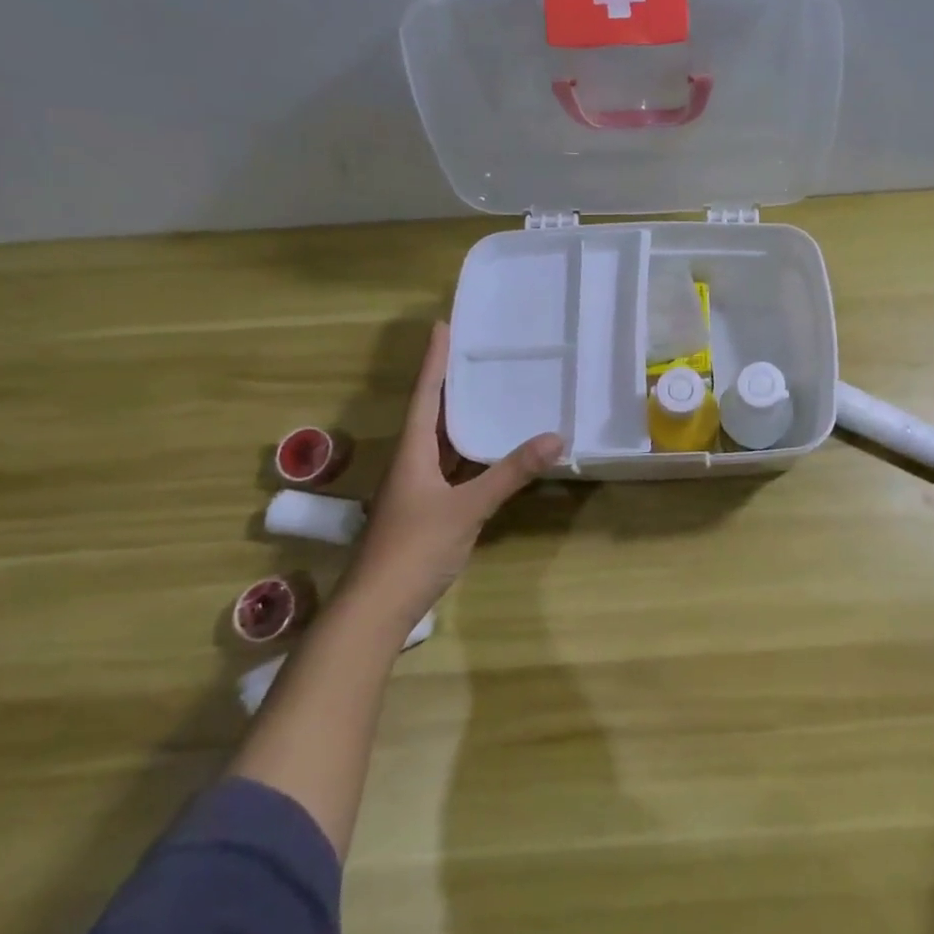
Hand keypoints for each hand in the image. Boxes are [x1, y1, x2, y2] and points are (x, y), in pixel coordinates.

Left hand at [354, 322, 561, 621]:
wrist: (377, 608)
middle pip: (432, 413)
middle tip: (477, 352)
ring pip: (442, 442)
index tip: (443, 325)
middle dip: (452, 382)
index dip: (435, 360)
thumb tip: (556, 437)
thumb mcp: (468, 507)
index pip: (425, 394)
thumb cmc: (415, 548)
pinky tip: (492, 450)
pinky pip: (452, 469)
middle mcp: (411, 462)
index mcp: (412, 451)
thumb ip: (510, 473)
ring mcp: (417, 489)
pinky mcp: (427, 510)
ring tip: (489, 391)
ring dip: (462, 418)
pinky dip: (471, 454)